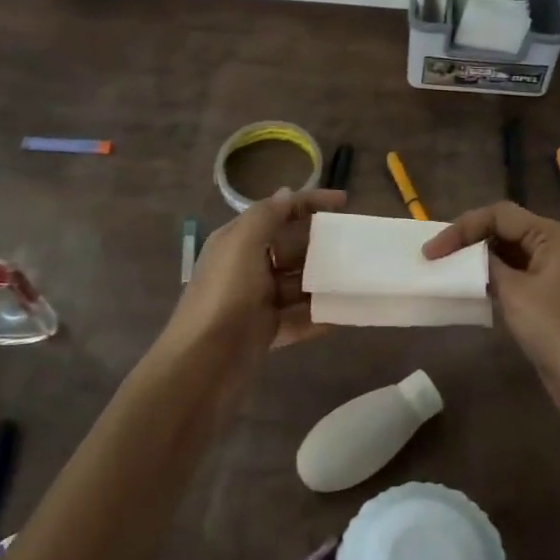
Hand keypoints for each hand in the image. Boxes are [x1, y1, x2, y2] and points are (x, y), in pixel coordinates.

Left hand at [171, 187, 345, 352]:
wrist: (202, 365)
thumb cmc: (225, 296)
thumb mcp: (242, 245)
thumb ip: (266, 216)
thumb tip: (287, 194)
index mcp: (237, 242)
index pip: (277, 212)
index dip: (309, 203)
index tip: (345, 203)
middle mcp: (246, 267)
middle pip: (291, 247)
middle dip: (321, 244)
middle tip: (355, 245)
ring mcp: (256, 301)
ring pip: (298, 284)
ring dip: (323, 281)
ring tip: (356, 278)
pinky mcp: (266, 332)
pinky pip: (299, 318)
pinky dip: (319, 315)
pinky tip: (344, 313)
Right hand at [424, 201, 559, 445]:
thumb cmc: (552, 329)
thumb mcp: (514, 292)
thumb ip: (486, 265)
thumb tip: (467, 254)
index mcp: (553, 235)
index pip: (500, 215)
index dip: (463, 228)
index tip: (432, 251)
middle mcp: (556, 244)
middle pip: (504, 228)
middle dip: (469, 239)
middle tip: (435, 256)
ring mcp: (553, 269)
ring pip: (508, 250)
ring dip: (478, 258)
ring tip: (446, 268)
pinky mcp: (548, 292)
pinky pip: (514, 272)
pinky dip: (491, 275)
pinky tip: (469, 286)